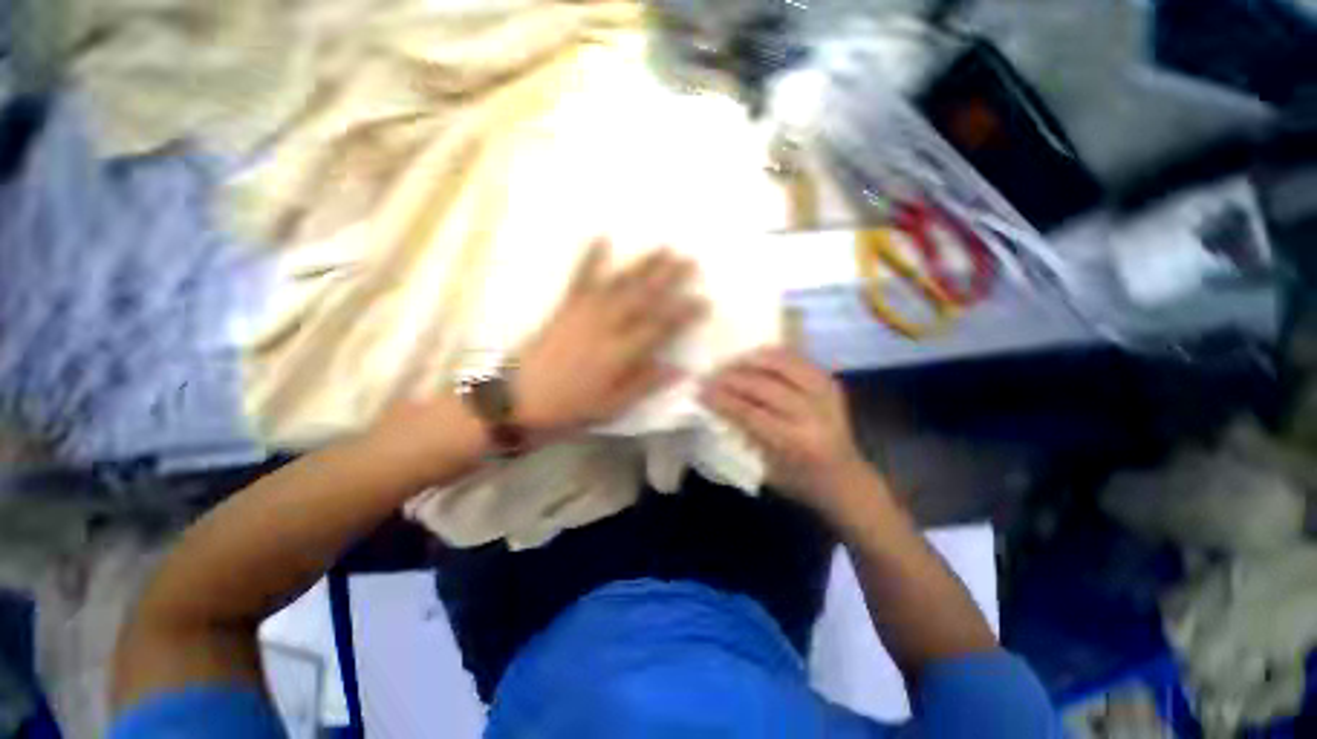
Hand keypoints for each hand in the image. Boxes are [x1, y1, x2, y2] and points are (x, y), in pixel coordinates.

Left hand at [515, 240, 705, 438]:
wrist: (517, 400)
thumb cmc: (569, 408)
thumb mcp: (613, 406)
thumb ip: (646, 383)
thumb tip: (680, 370)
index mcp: (621, 352)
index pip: (661, 327)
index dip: (684, 313)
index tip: (703, 301)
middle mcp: (608, 325)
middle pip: (644, 297)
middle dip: (669, 278)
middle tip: (689, 261)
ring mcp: (585, 312)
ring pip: (621, 283)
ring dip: (643, 265)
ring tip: (662, 248)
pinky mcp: (566, 307)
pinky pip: (581, 278)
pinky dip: (591, 257)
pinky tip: (602, 238)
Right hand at [701, 347, 873, 519]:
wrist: (847, 481)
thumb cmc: (801, 483)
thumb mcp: (766, 469)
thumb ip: (744, 436)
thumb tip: (717, 408)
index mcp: (795, 443)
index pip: (750, 413)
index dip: (723, 399)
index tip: (702, 390)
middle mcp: (813, 415)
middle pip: (765, 386)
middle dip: (734, 378)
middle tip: (713, 374)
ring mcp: (827, 397)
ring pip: (786, 365)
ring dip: (756, 359)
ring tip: (735, 360)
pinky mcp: (833, 385)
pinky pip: (802, 361)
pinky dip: (779, 355)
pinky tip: (761, 355)